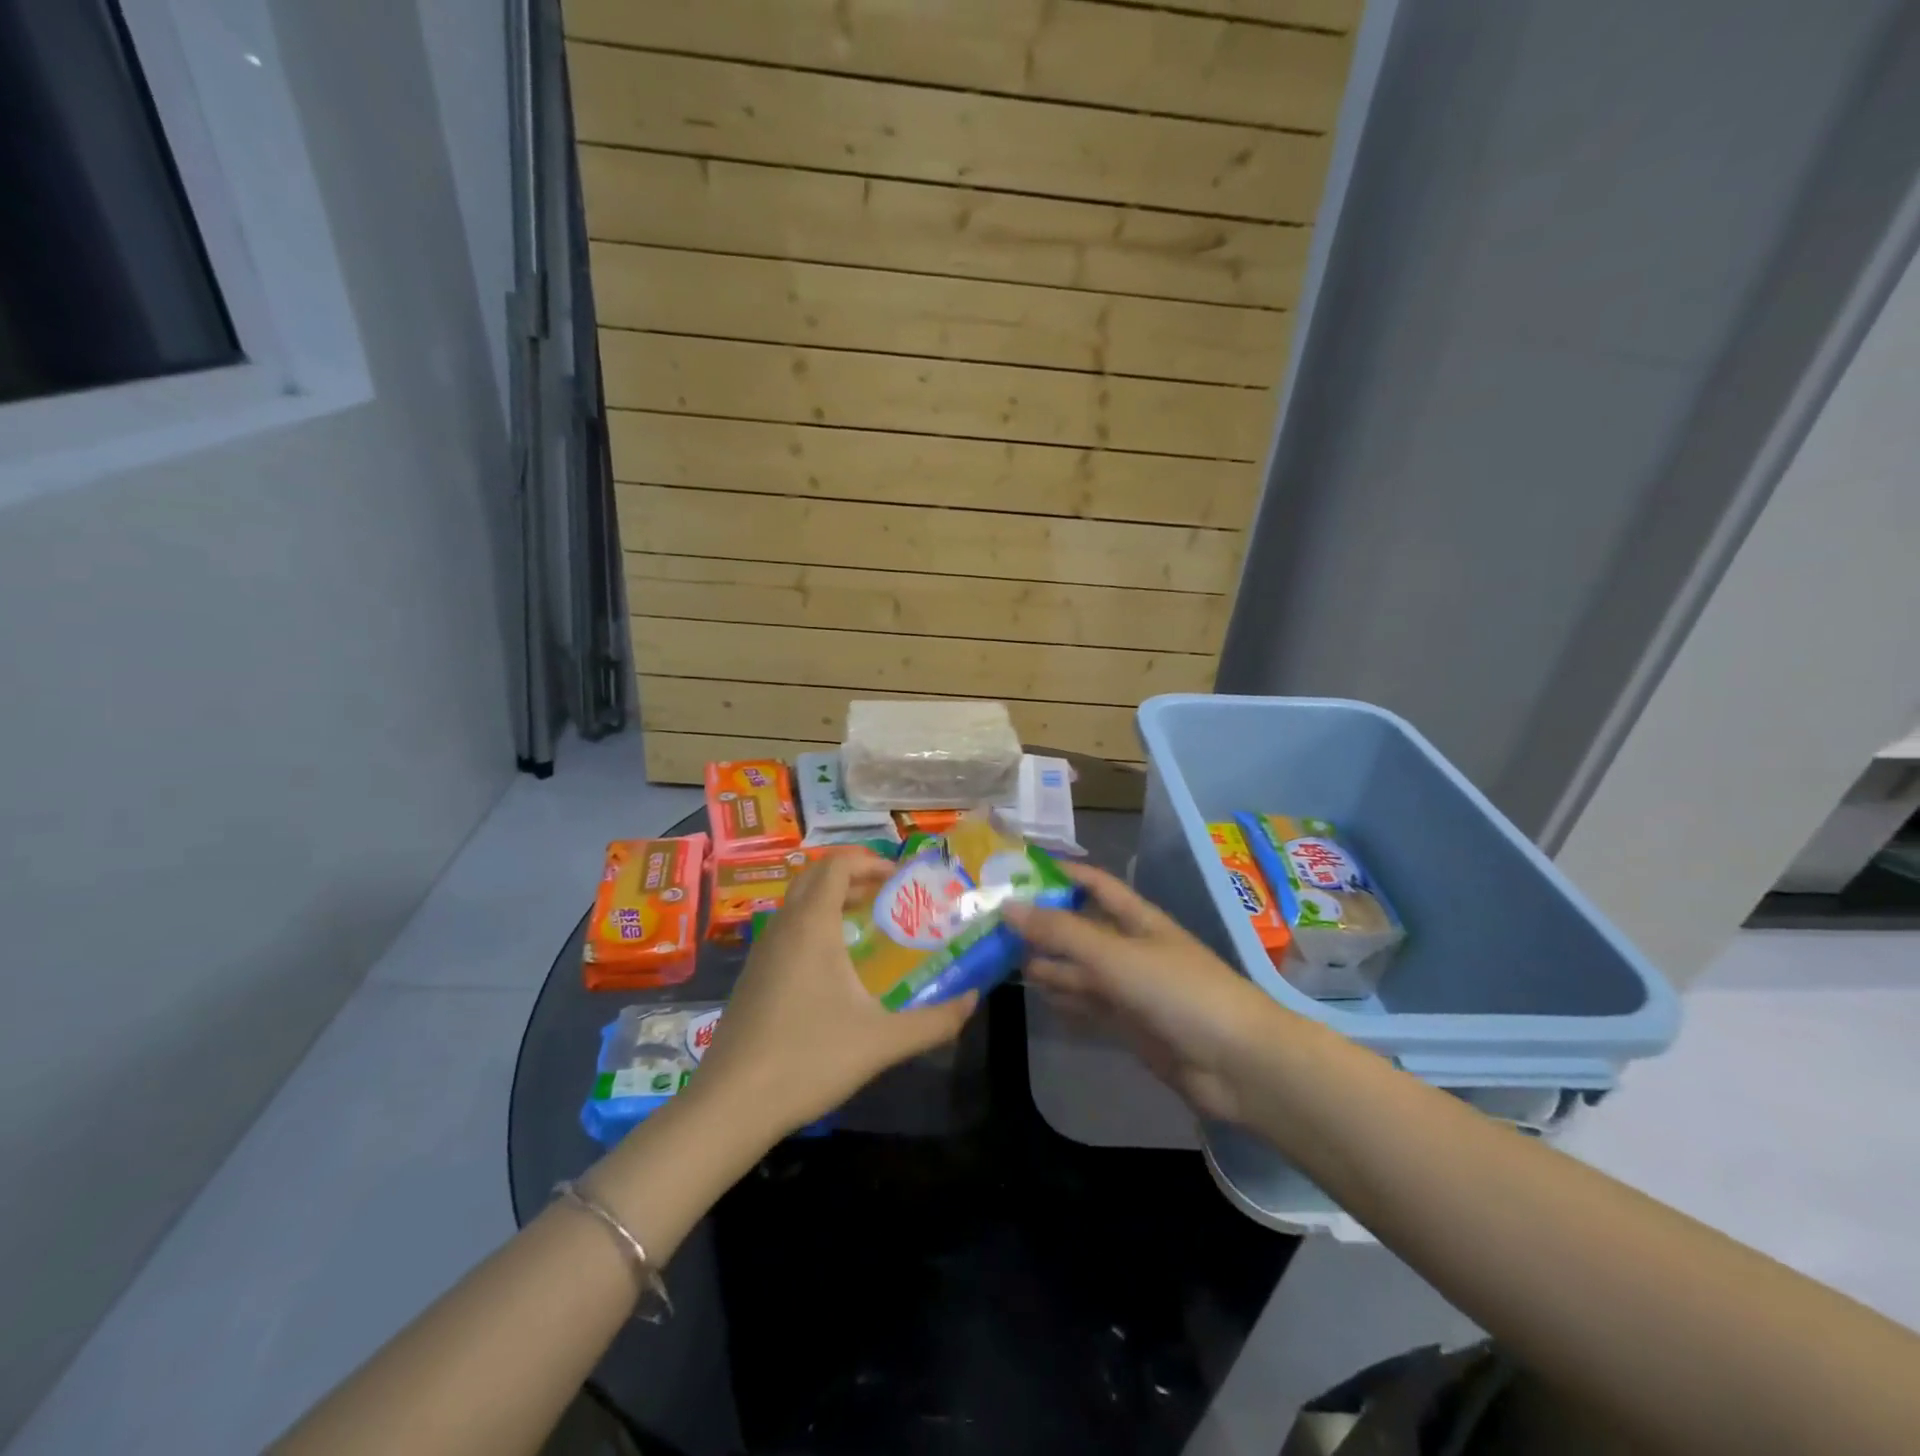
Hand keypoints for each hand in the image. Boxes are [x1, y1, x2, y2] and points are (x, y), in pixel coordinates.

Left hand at [692, 850, 978, 1140]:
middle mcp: (784, 927)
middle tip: (887, 895)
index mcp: (812, 925)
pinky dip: (814, 925)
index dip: (870, 862)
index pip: (837, 865)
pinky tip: (835, 967)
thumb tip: (974, 1000)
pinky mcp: (752, 976)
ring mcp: (762, 951)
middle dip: (853, 875)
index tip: (901, 878)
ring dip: (831, 899)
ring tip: (868, 925)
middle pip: (815, 876)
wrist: (731, 1105)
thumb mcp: (883, 1041)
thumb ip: (934, 1020)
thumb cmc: (809, 1059)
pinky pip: (787, 929)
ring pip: (797, 903)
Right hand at [1005, 863, 1289, 1124]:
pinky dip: (1064, 998)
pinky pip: (1089, 1004)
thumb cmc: (1178, 991)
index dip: (1060, 873)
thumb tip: (1008, 905)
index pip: (1093, 884)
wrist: (1237, 1063)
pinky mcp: (1131, 1025)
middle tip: (992, 924)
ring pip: (1080, 969)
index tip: (1016, 870)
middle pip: (1080, 928)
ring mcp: (1132, 988)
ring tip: (1003, 959)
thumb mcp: (1116, 955)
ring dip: (1048, 963)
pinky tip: (1038, 995)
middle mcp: (1132, 948)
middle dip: (1043, 924)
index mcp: (1137, 919)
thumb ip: (1062, 932)